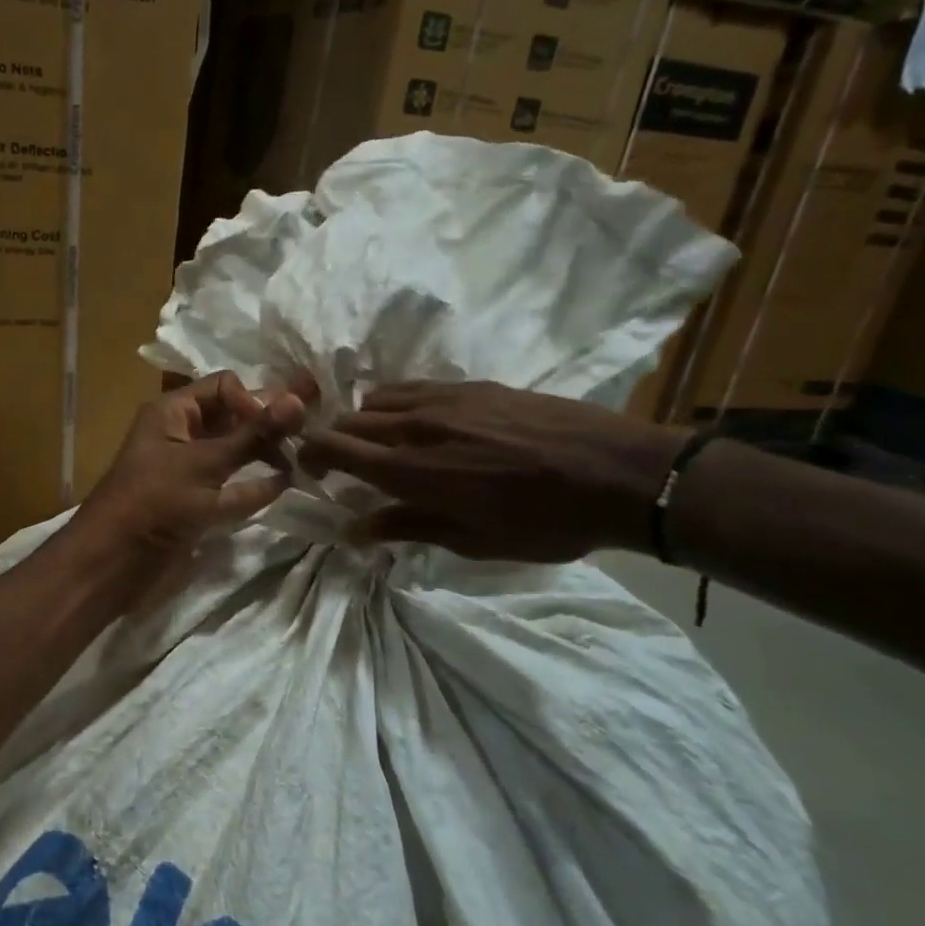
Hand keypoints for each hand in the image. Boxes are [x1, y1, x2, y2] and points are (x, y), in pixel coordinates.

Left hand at [73, 371, 315, 585]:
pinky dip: (255, 485)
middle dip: (266, 425)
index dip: (254, 399)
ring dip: (265, 454)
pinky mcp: (197, 503)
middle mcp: (182, 435)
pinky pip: (232, 487)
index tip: (280, 424)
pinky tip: (285, 485)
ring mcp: (190, 471)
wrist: (112, 564)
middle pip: (233, 419)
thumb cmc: (154, 502)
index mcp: (173, 412)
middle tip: (308, 434)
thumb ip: (253, 435)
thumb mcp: (205, 464)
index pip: (225, 387)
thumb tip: (299, 400)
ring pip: (235, 453)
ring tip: (304, 458)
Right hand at [298, 381, 686, 561]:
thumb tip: (353, 530)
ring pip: (378, 399)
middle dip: (333, 441)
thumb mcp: (473, 540)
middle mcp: (417, 426)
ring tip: (380, 445)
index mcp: (413, 470)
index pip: (336, 448)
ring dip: (365, 422)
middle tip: (341, 466)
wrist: (616, 472)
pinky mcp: (471, 385)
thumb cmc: (544, 522)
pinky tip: (417, 424)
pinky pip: (412, 387)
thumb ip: (406, 527)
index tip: (308, 471)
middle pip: (349, 420)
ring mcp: (444, 398)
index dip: (312, 456)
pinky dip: (397, 404)